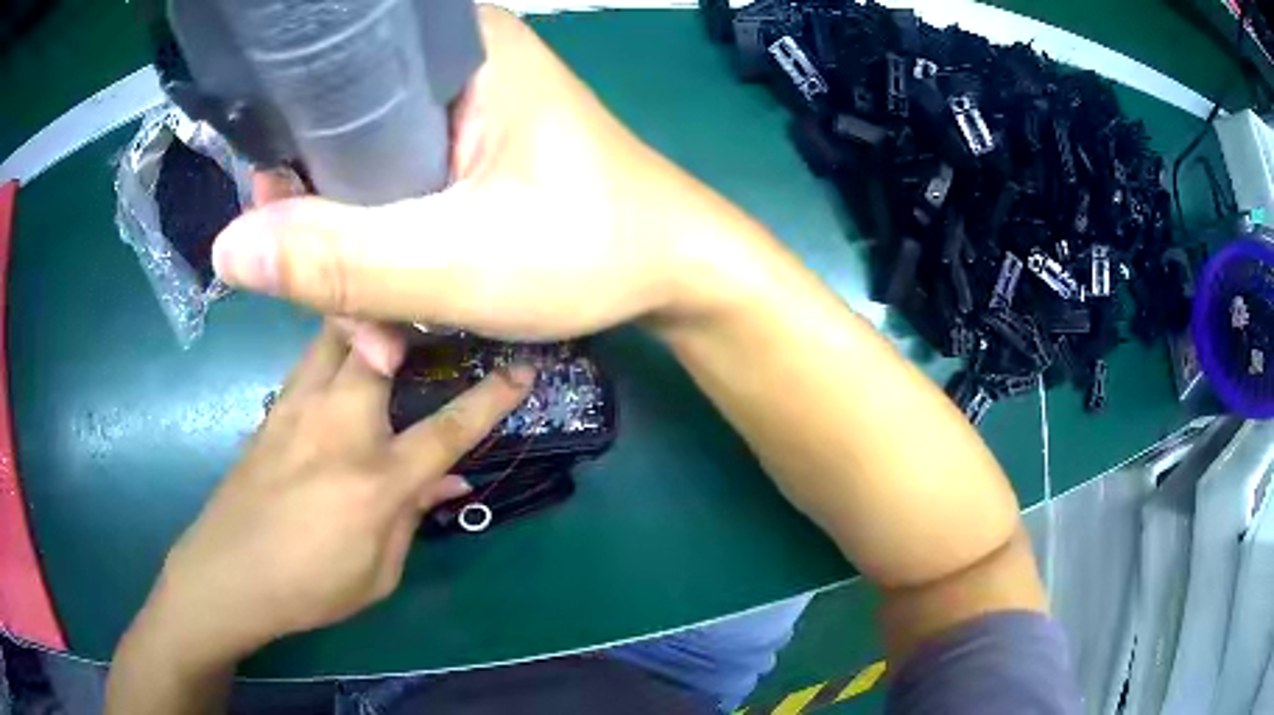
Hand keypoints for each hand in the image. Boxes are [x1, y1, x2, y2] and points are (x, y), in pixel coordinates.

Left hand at [139, 326, 532, 662]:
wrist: (225, 576)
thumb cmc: (308, 588)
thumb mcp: (377, 574)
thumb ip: (412, 519)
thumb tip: (450, 482)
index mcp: (375, 480)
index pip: (447, 430)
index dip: (491, 398)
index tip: (523, 367)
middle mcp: (337, 427)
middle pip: (378, 343)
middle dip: (411, 317)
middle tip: (436, 312)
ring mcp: (297, 410)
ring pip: (335, 335)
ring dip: (367, 321)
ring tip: (391, 321)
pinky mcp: (271, 411)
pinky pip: (310, 361)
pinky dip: (334, 350)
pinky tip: (341, 365)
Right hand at [212, 7, 759, 364]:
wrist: (672, 270)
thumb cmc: (590, 248)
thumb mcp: (458, 261)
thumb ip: (340, 257)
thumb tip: (228, 247)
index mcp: (452, 49)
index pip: (324, 90)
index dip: (287, 169)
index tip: (286, 246)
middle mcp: (447, 67)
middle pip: (336, 146)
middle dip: (327, 241)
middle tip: (354, 323)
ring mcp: (456, 113)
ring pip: (361, 184)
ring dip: (356, 268)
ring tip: (384, 341)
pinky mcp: (464, 156)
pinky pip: (393, 201)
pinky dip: (385, 261)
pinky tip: (399, 317)